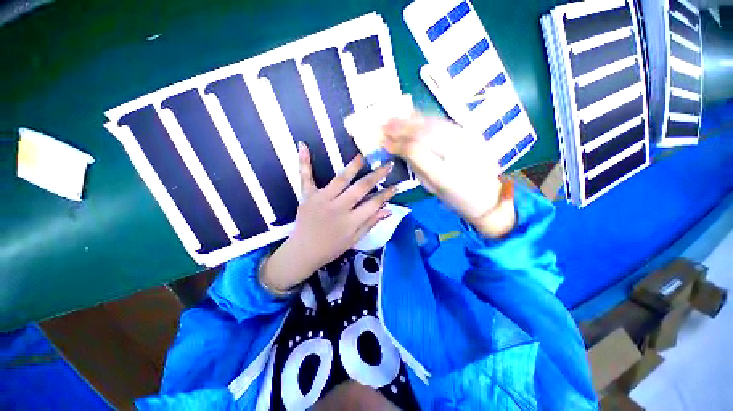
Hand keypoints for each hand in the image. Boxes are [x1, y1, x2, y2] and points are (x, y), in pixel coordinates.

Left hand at [260, 142, 396, 292]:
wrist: (303, 252)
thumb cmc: (330, 248)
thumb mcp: (354, 240)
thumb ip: (370, 223)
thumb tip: (388, 210)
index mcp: (351, 221)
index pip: (374, 203)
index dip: (387, 194)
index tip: (396, 186)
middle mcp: (338, 207)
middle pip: (361, 188)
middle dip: (377, 175)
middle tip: (387, 164)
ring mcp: (322, 199)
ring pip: (340, 179)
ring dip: (353, 166)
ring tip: (364, 155)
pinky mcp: (307, 196)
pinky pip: (306, 177)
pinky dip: (304, 162)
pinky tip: (303, 146)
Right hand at [381, 114, 515, 237]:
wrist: (489, 196)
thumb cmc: (456, 198)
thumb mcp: (431, 188)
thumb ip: (416, 167)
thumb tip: (400, 150)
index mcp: (444, 174)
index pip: (414, 150)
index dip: (396, 144)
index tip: (383, 141)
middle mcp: (456, 153)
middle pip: (422, 133)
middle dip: (399, 128)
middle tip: (382, 125)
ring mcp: (466, 140)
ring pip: (432, 123)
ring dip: (409, 119)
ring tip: (392, 117)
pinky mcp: (471, 133)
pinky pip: (443, 121)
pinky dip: (424, 117)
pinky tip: (412, 115)